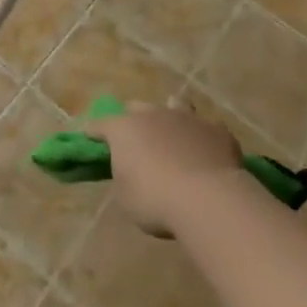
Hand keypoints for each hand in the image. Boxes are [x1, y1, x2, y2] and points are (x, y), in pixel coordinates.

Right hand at [90, 102, 245, 236]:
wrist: (208, 199)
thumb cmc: (156, 200)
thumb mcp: (126, 197)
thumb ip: (124, 176)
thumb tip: (130, 170)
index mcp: (123, 128)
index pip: (100, 125)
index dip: (94, 132)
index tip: (90, 138)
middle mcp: (152, 114)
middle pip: (136, 108)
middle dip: (134, 121)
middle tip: (137, 142)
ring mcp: (186, 118)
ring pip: (174, 105)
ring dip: (171, 118)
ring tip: (175, 134)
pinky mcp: (216, 129)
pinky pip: (206, 128)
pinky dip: (202, 138)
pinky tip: (206, 154)